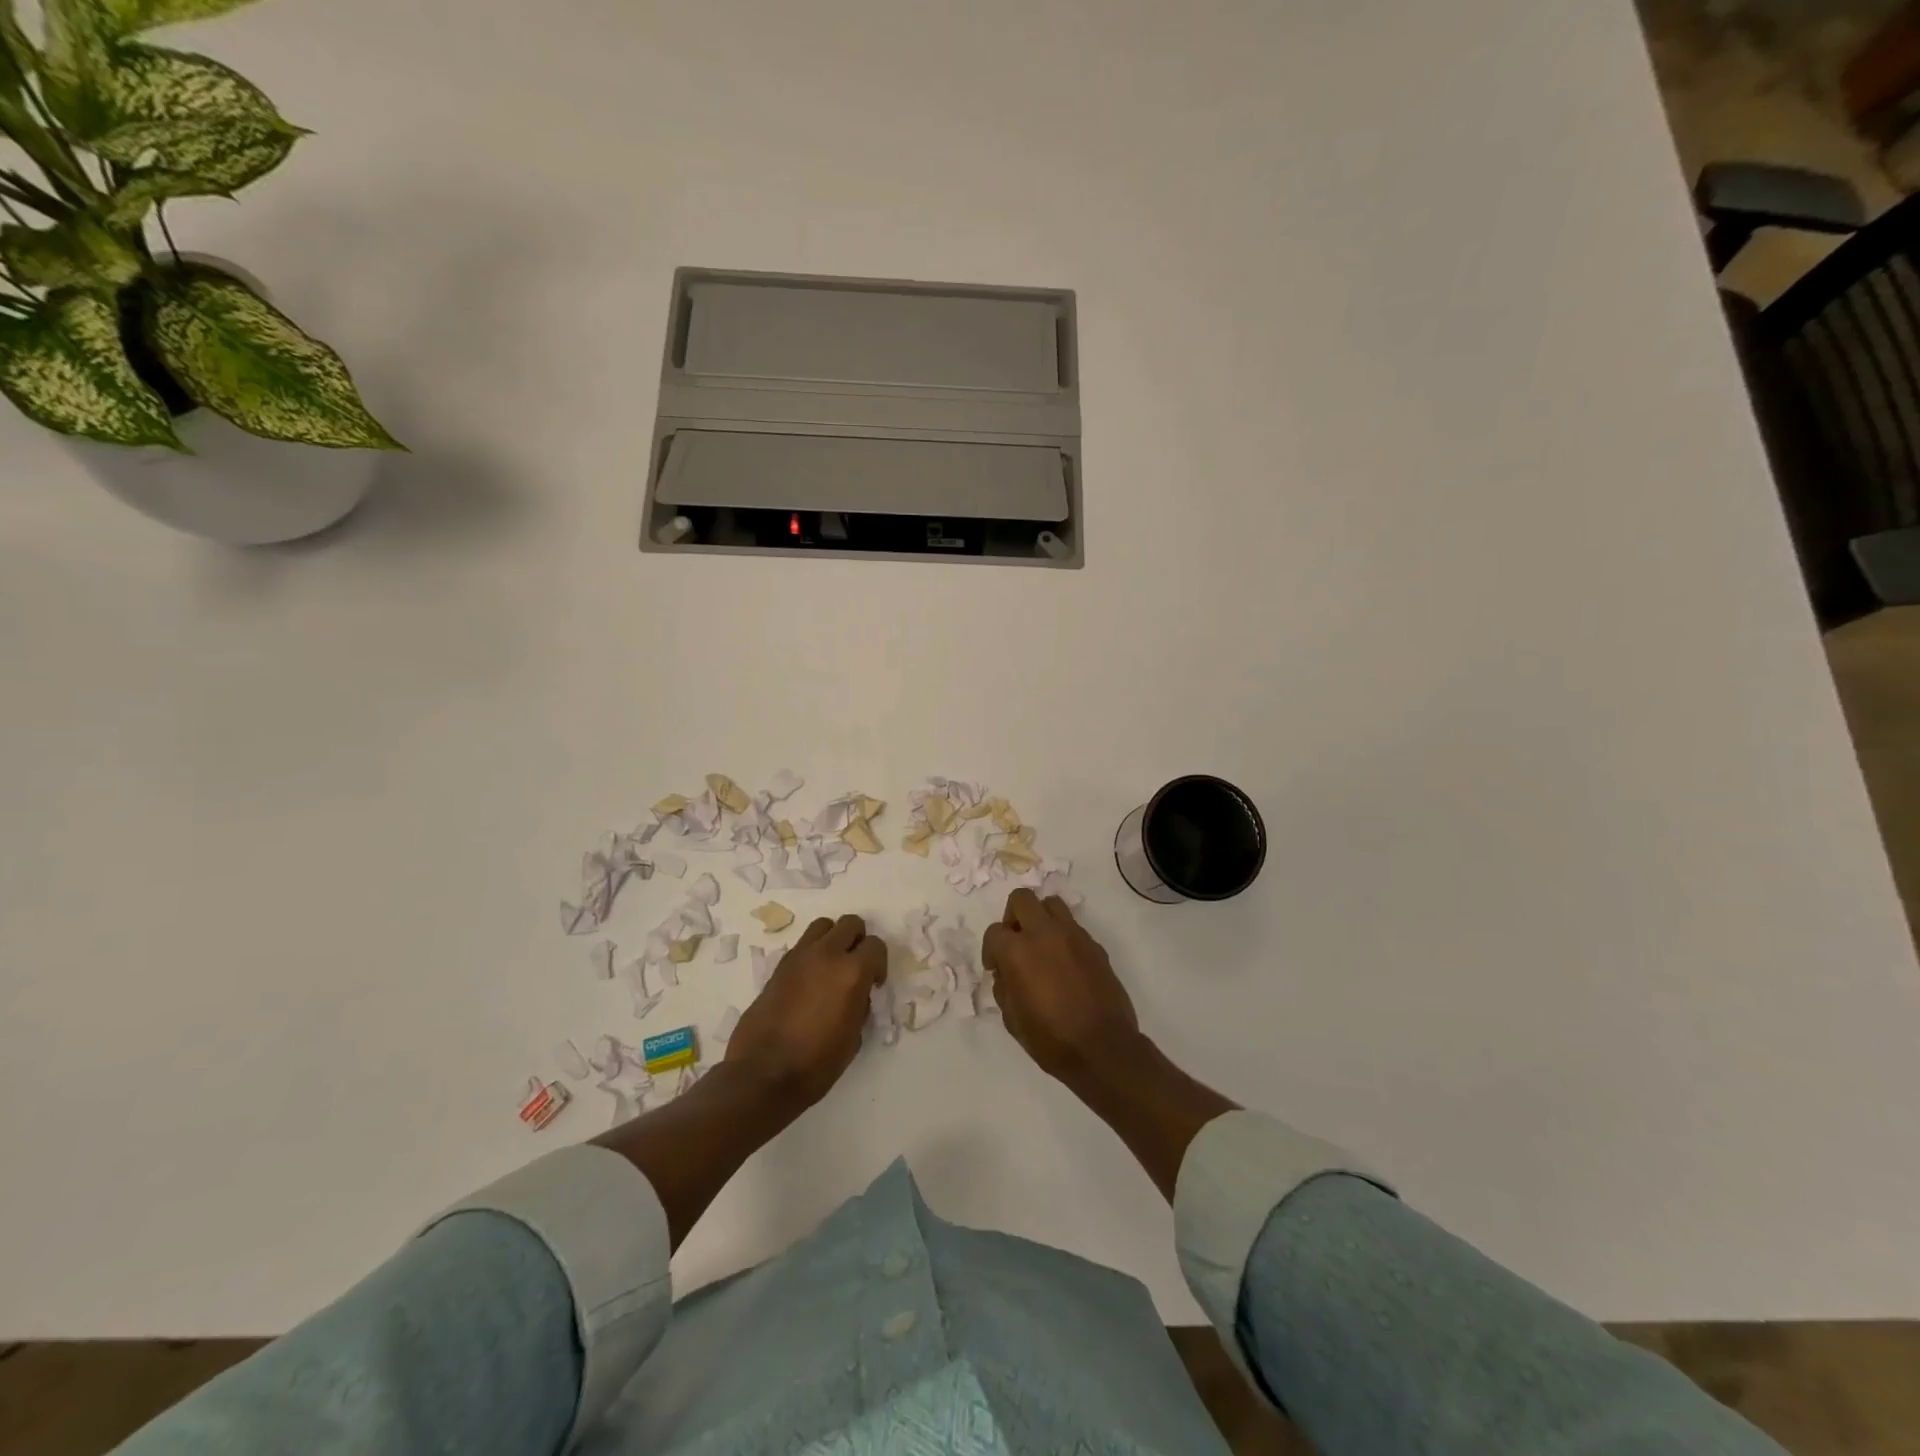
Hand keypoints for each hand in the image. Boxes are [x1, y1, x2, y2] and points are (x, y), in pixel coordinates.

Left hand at [725, 914, 886, 1106]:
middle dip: (858, 941)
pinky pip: (802, 946)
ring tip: (831, 967)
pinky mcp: (778, 966)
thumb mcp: (853, 1037)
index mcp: (852, 972)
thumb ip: (859, 1005)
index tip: (874, 984)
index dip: (879, 964)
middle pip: (850, 924)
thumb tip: (856, 995)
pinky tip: (809, 982)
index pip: (876, 945)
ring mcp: (799, 957)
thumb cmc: (817, 1063)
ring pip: (823, 926)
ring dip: (833, 940)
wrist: (763, 1074)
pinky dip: (811, 954)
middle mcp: (826, 954)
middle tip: (856, 968)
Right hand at [983, 889, 1141, 1086]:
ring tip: (1041, 945)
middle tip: (1016, 942)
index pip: (994, 932)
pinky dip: (1063, 936)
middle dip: (1013, 917)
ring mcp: (1073, 935)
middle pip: (1022, 899)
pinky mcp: (1094, 945)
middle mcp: (1044, 933)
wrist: (1103, 1048)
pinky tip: (1065, 963)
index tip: (996, 968)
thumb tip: (1006, 973)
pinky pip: (1073, 926)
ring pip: (1051, 903)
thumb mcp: (1012, 1019)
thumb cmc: (1051, 1039)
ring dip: (1040, 918)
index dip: (991, 950)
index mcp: (1017, 951)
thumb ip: (1004, 987)